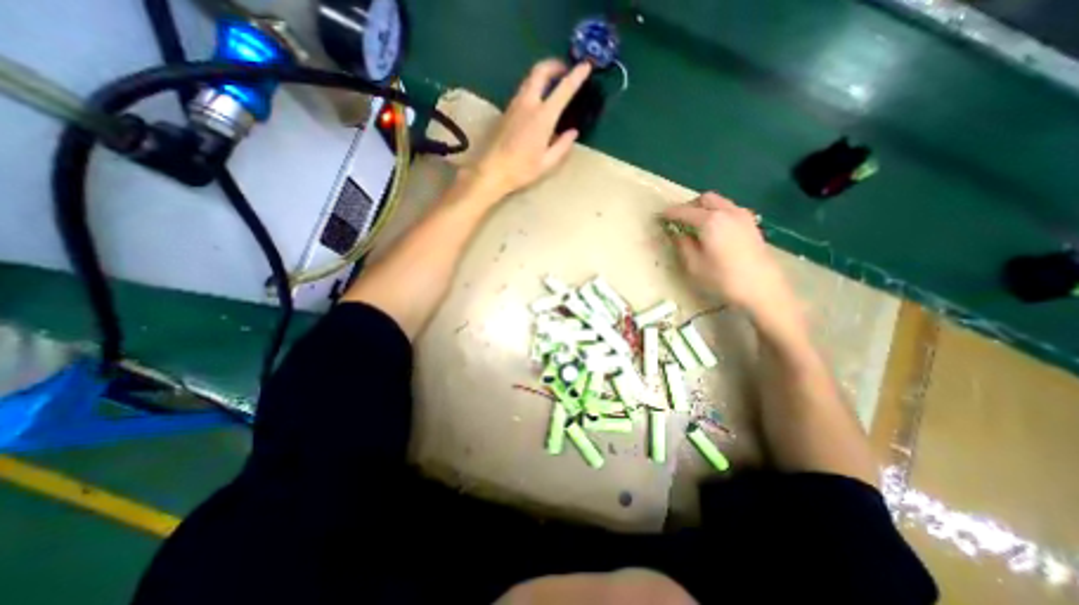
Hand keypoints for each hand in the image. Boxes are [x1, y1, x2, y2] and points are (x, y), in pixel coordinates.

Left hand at [471, 58, 593, 194]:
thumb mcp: (547, 163)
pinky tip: (538, 102)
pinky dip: (534, 87)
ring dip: (543, 75)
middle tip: (565, 70)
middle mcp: (528, 104)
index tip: (586, 66)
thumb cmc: (522, 170)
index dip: (577, 75)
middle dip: (554, 65)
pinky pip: (523, 91)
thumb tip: (572, 132)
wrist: (492, 171)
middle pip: (540, 71)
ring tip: (553, 85)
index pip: (563, 89)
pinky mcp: (506, 111)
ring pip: (529, 79)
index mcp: (543, 117)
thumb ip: (562, 146)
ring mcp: (515, 105)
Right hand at [662, 195, 794, 324]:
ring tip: (695, 225)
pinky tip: (714, 230)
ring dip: (705, 208)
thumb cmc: (723, 279)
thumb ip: (683, 245)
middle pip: (705, 199)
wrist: (763, 288)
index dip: (670, 213)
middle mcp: (727, 212)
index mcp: (710, 221)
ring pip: (720, 202)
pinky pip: (730, 210)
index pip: (684, 211)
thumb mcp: (694, 265)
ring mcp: (743, 216)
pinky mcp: (752, 225)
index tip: (659, 217)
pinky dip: (718, 213)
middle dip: (689, 206)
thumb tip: (677, 234)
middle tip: (678, 220)